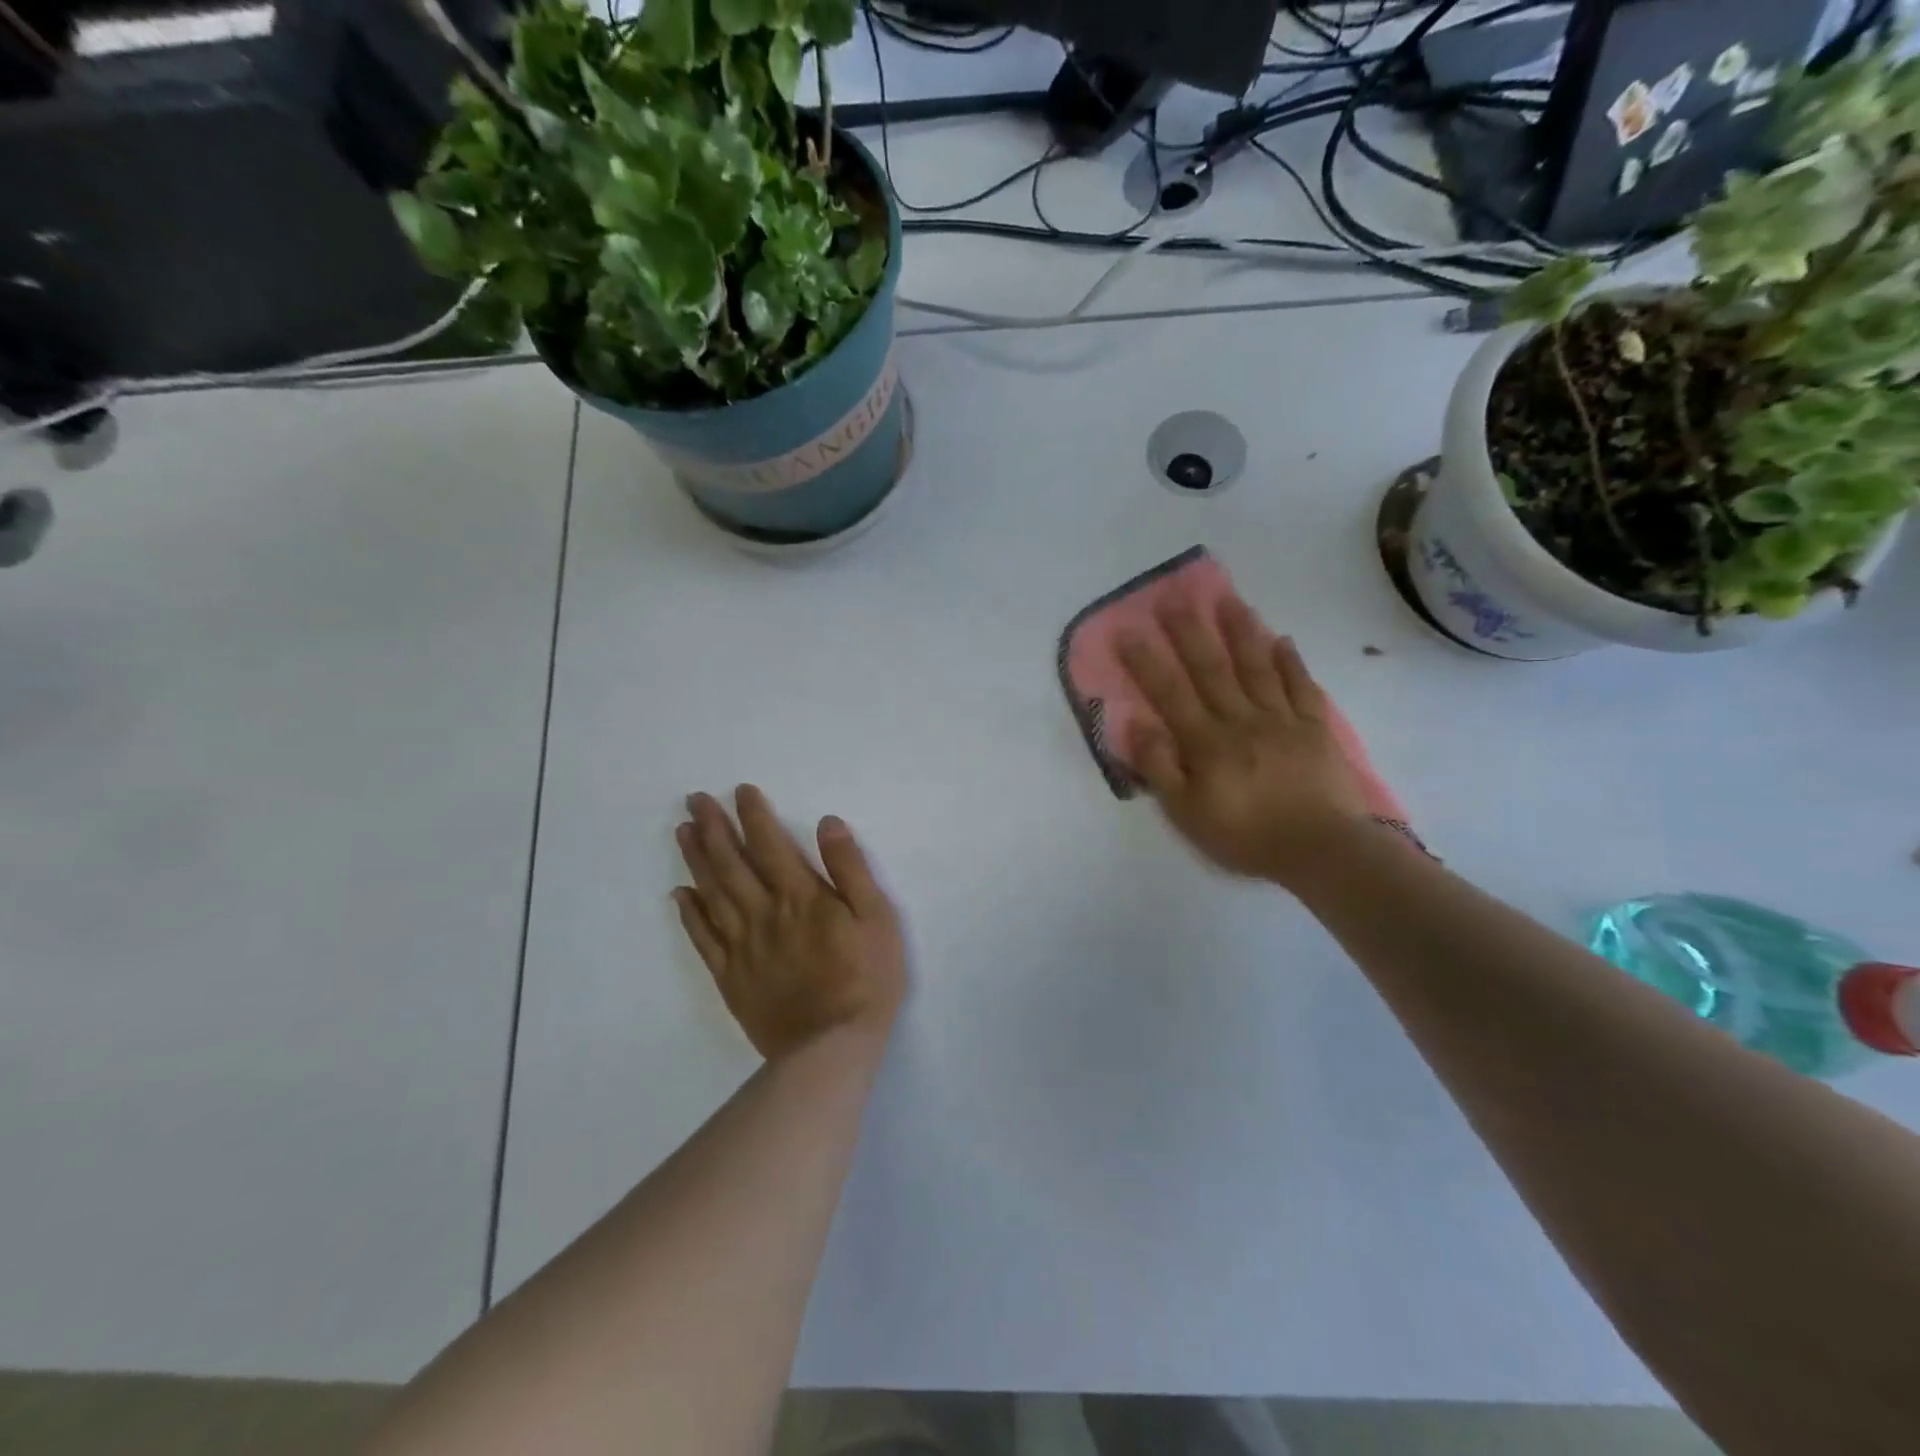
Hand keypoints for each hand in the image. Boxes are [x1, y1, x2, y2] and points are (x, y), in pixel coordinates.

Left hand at [673, 786, 905, 1061]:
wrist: (831, 1047)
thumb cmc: (866, 978)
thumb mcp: (876, 917)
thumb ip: (850, 869)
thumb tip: (828, 823)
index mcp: (800, 896)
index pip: (770, 844)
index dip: (754, 815)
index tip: (740, 791)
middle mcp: (764, 913)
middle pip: (731, 863)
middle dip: (713, 828)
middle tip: (694, 800)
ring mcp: (742, 946)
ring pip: (712, 893)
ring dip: (696, 860)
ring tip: (683, 832)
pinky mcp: (731, 977)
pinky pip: (703, 939)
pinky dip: (689, 914)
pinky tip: (679, 895)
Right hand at [1118, 595, 1374, 889]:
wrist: (1323, 850)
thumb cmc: (1246, 835)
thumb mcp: (1187, 813)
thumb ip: (1160, 766)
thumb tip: (1137, 721)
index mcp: (1206, 741)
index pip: (1169, 692)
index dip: (1146, 660)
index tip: (1127, 628)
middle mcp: (1240, 719)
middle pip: (1211, 667)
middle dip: (1189, 631)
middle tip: (1174, 595)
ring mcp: (1281, 719)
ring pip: (1256, 666)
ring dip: (1240, 631)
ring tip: (1227, 599)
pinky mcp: (1314, 728)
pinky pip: (1301, 686)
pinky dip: (1291, 662)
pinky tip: (1282, 639)